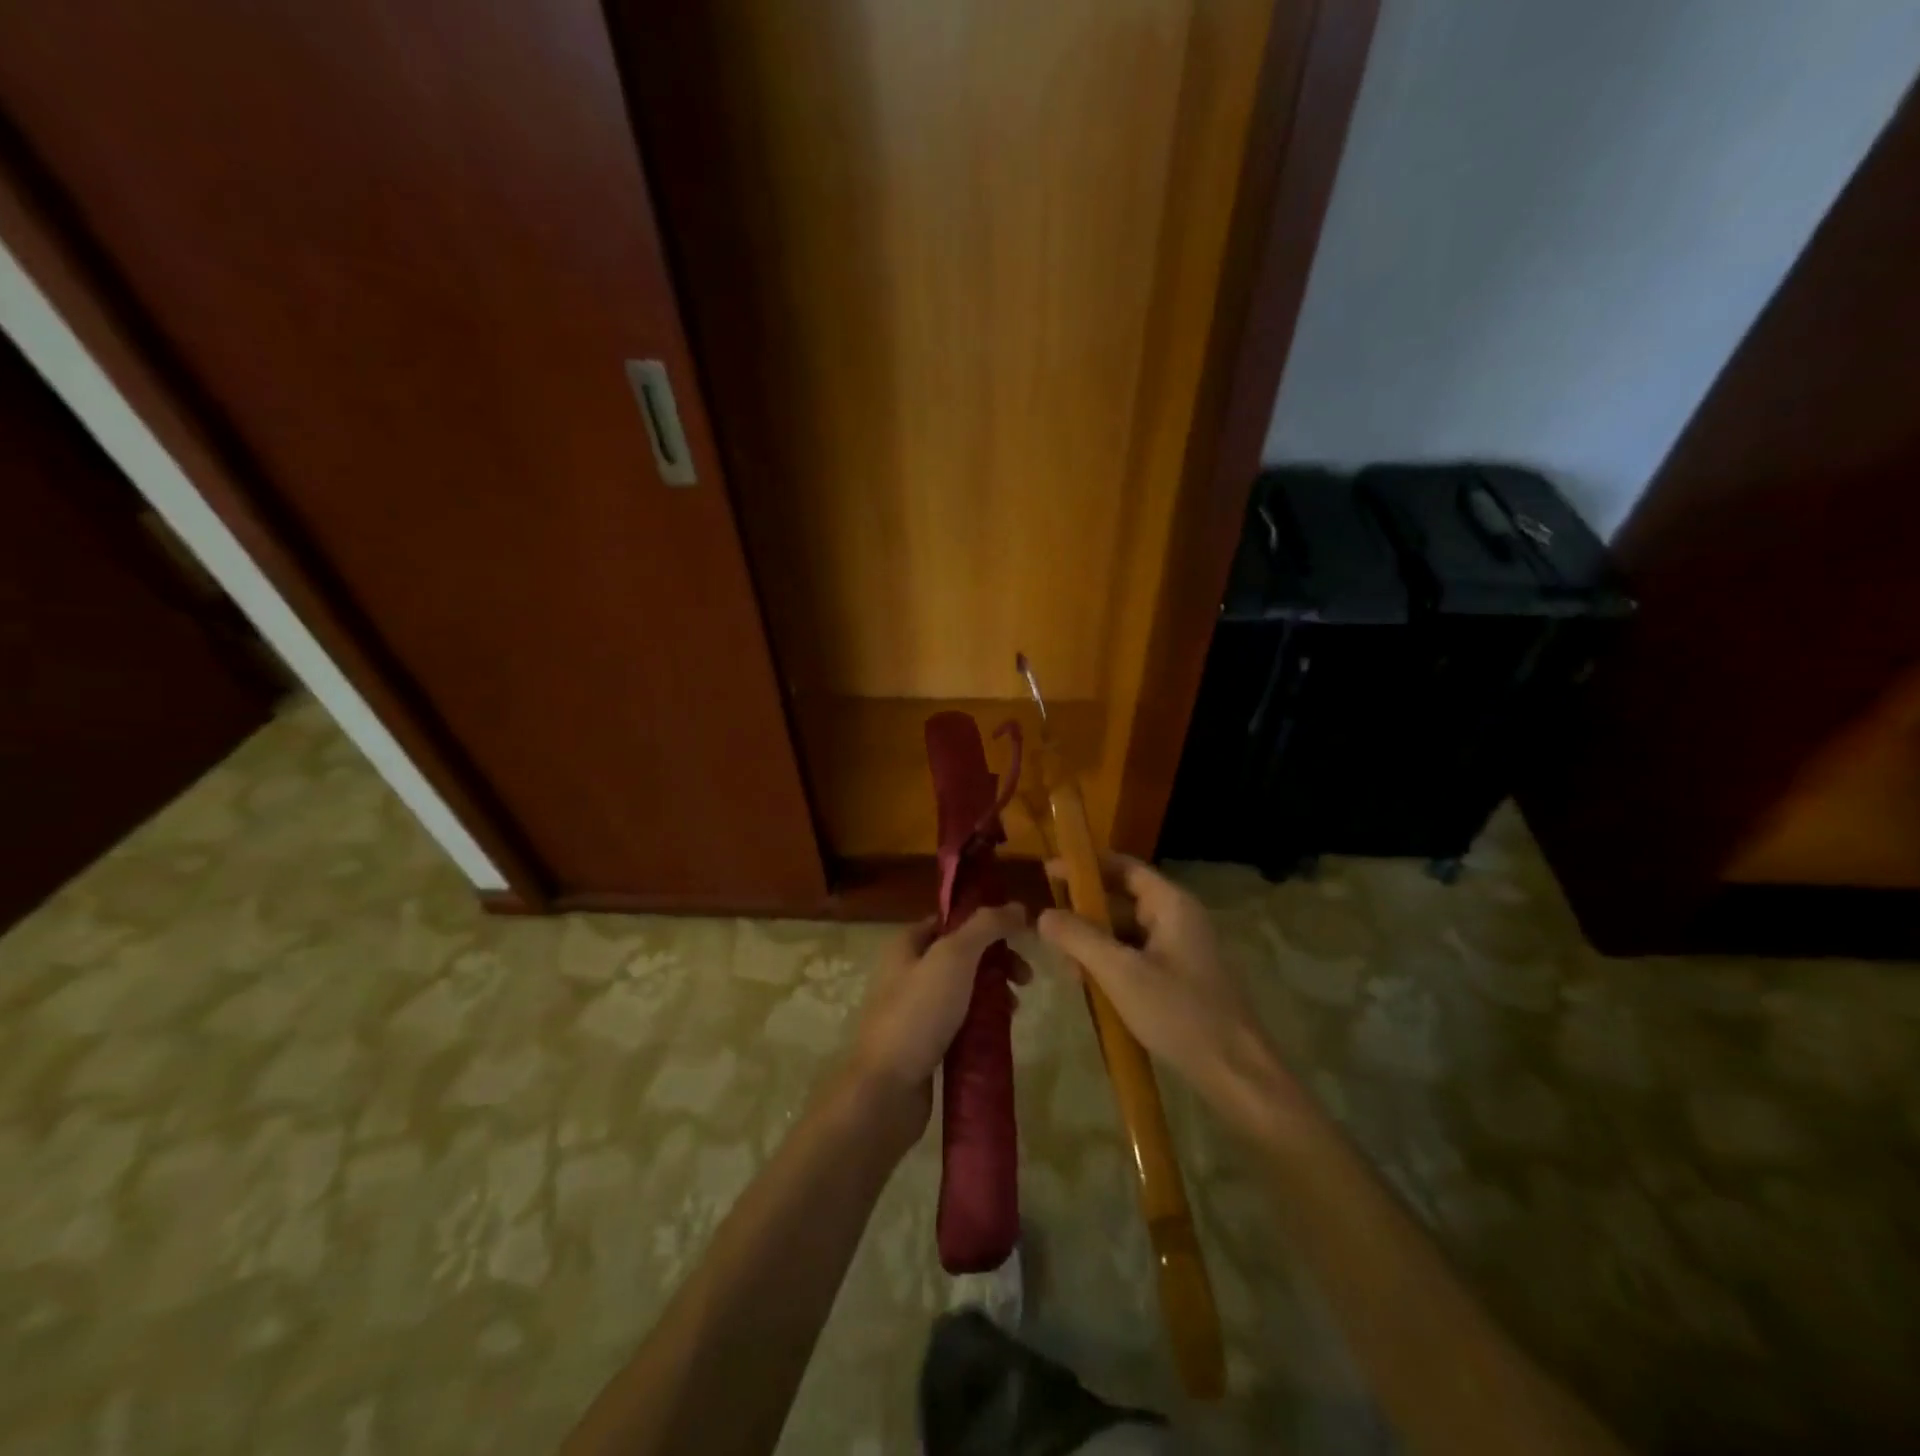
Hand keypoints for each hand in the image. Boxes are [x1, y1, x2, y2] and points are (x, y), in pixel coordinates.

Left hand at [849, 904, 1028, 1126]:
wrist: (885, 1091)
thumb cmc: (918, 1014)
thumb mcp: (954, 958)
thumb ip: (986, 927)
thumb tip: (1017, 906)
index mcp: (906, 945)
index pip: (951, 920)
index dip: (985, 923)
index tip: (1019, 936)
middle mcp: (906, 972)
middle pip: (962, 956)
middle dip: (997, 962)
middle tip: (1025, 979)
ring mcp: (914, 1011)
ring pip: (963, 991)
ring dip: (993, 994)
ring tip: (1014, 1010)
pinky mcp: (924, 1046)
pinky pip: (959, 1024)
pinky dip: (982, 1024)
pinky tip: (1000, 1034)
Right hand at [1037, 855, 1303, 1143]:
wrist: (1235, 1072)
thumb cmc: (1178, 1013)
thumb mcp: (1120, 973)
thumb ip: (1079, 938)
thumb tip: (1042, 914)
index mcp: (1171, 904)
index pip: (1123, 866)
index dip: (1085, 866)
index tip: (1047, 873)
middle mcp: (1178, 917)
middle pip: (1122, 898)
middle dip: (1084, 911)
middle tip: (1047, 927)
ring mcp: (1180, 947)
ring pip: (1126, 930)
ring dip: (1094, 941)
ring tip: (1065, 965)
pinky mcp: (1179, 975)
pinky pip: (1136, 955)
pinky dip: (1111, 962)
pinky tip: (1089, 984)